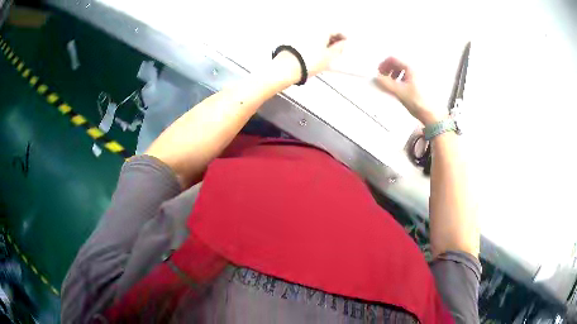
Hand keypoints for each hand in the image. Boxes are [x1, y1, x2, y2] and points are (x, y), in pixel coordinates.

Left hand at [272, 33, 346, 83]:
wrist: (287, 68)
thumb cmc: (308, 62)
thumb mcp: (329, 57)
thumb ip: (338, 48)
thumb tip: (342, 44)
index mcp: (321, 31)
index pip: (336, 30)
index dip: (343, 37)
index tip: (346, 41)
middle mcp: (310, 30)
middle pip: (325, 32)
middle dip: (333, 39)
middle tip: (338, 48)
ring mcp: (301, 35)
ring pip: (316, 37)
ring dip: (323, 42)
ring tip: (327, 53)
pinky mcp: (294, 42)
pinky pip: (308, 41)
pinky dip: (314, 45)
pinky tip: (316, 53)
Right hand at [375, 57, 443, 124]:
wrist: (432, 114)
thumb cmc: (418, 102)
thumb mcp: (399, 92)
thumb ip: (385, 83)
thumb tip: (376, 78)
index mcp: (410, 68)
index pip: (393, 59)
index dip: (383, 65)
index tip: (378, 74)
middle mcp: (416, 69)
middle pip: (398, 64)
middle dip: (388, 70)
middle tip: (383, 79)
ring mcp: (419, 76)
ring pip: (403, 70)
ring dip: (394, 75)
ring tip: (391, 85)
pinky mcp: (421, 84)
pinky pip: (408, 77)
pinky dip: (401, 80)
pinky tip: (400, 89)